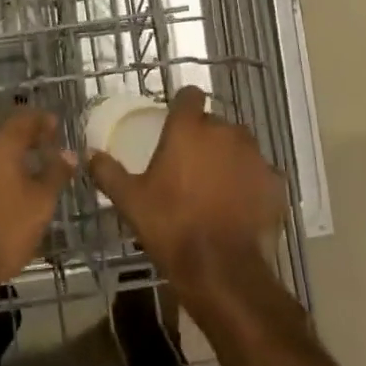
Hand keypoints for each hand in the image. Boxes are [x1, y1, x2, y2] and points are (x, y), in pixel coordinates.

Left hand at [0, 108, 75, 296]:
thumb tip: (68, 153)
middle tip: (46, 150)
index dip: (41, 120)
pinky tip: (4, 199)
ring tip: (29, 176)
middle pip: (3, 138)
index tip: (56, 125)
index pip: (22, 119)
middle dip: (25, 142)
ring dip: (9, 163)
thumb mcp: (39, 203)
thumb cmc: (2, 228)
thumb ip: (55, 174)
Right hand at [87, 87, 285, 297]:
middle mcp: (225, 131)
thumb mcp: (130, 201)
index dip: (183, 106)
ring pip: (240, 147)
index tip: (176, 123)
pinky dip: (251, 184)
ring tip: (217, 188)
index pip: (189, 95)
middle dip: (205, 138)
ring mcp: (255, 156)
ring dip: (230, 159)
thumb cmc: (171, 226)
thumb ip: (108, 172)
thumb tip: (90, 154)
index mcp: (189, 128)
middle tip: (191, 167)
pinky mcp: (276, 182)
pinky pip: (260, 174)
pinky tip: (240, 206)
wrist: (222, 270)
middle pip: (215, 123)